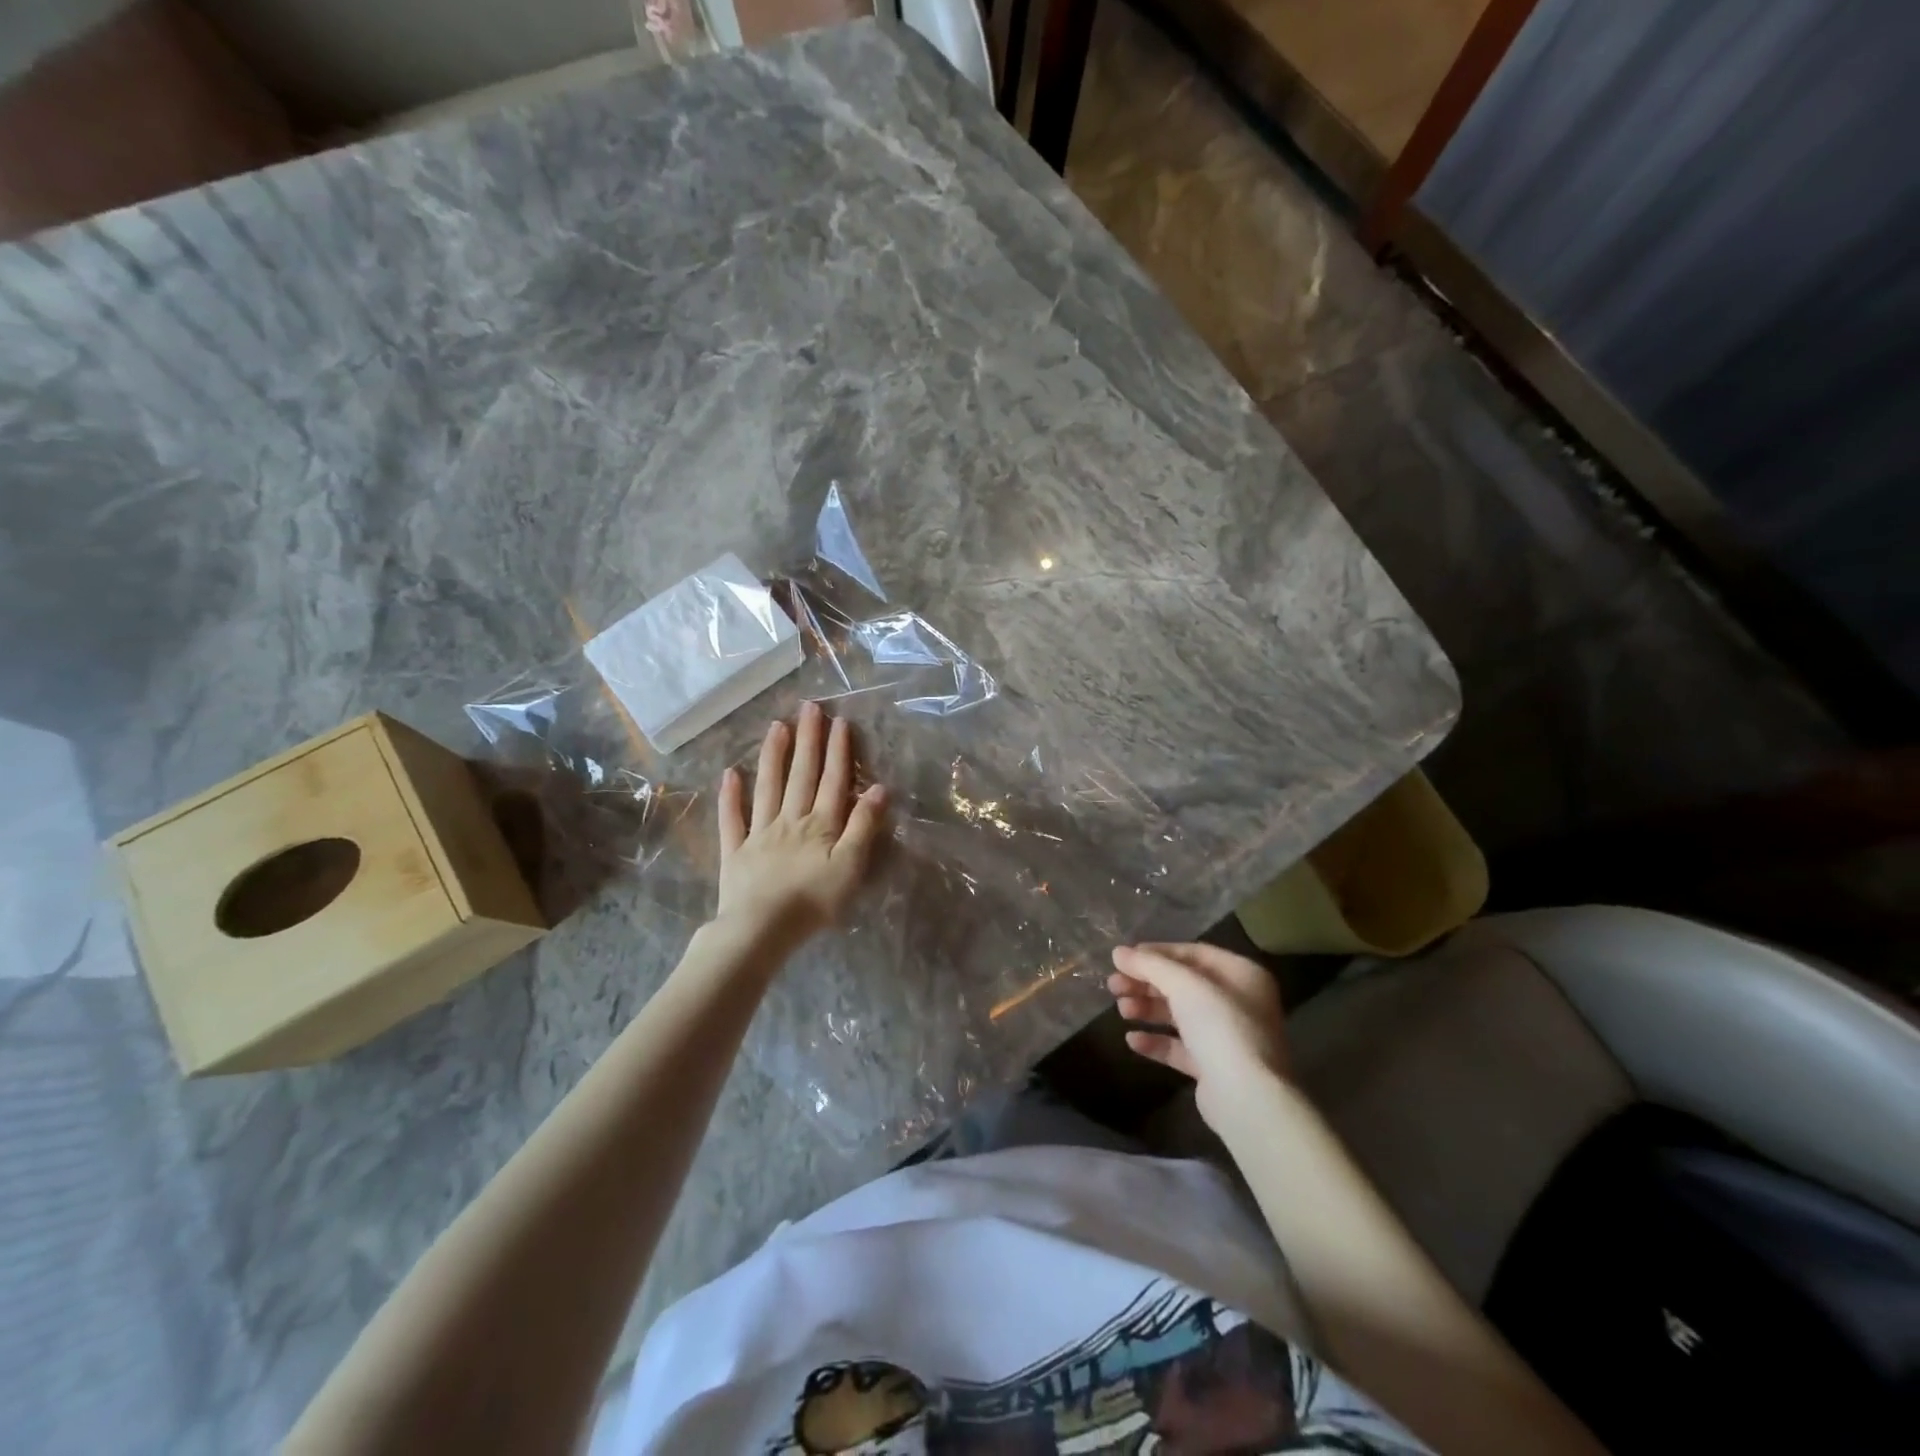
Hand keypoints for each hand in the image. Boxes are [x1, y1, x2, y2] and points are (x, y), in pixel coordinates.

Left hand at [714, 701, 888, 948]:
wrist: (761, 929)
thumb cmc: (814, 902)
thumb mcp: (850, 867)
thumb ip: (863, 826)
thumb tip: (879, 788)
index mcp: (821, 825)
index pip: (833, 781)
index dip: (838, 751)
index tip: (838, 721)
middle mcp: (790, 820)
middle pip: (801, 775)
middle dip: (807, 740)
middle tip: (808, 708)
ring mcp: (759, 833)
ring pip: (768, 788)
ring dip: (773, 756)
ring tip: (776, 726)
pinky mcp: (735, 852)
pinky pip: (732, 819)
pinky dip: (730, 796)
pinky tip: (730, 774)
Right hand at [1108, 942, 1289, 1128]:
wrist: (1247, 1098)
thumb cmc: (1220, 1027)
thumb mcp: (1184, 985)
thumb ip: (1150, 965)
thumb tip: (1118, 952)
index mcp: (1241, 975)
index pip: (1193, 953)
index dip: (1157, 953)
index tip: (1124, 959)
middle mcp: (1238, 1003)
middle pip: (1184, 985)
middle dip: (1147, 983)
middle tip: (1113, 985)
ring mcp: (1227, 1037)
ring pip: (1180, 1015)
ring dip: (1148, 1010)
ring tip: (1122, 1011)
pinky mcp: (1215, 1068)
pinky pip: (1181, 1047)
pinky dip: (1157, 1041)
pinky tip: (1132, 1040)